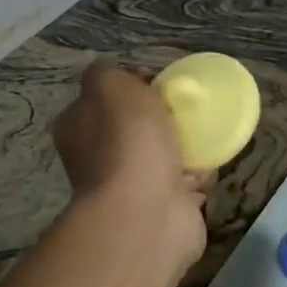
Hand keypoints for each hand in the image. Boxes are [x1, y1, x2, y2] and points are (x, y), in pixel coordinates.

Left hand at [52, 60, 208, 268]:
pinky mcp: (160, 211)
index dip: (132, 87)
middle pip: (135, 128)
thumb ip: (106, 72)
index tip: (159, 83)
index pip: (105, 99)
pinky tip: (208, 165)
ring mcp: (129, 189)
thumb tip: (116, 77)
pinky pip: (183, 184)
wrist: (147, 214)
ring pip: (161, 157)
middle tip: (186, 109)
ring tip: (203, 134)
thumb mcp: (110, 85)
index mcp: (78, 128)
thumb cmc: (127, 142)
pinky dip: (197, 176)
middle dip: (161, 120)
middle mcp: (98, 159)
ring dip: (183, 148)